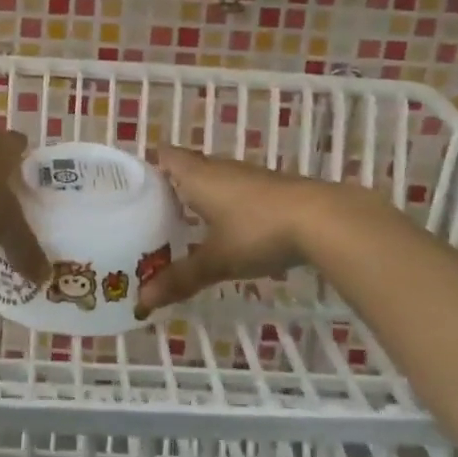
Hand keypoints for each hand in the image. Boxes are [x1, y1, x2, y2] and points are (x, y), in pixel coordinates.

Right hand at [138, 147, 336, 313]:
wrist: (323, 220)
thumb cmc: (258, 231)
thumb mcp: (216, 260)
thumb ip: (180, 278)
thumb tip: (142, 300)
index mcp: (197, 176)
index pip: (165, 156)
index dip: (149, 167)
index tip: (134, 189)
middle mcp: (220, 168)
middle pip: (188, 167)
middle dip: (171, 187)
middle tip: (152, 214)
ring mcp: (249, 177)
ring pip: (214, 180)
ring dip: (200, 197)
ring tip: (184, 225)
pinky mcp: (272, 189)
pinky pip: (237, 192)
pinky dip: (226, 207)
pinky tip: (227, 231)